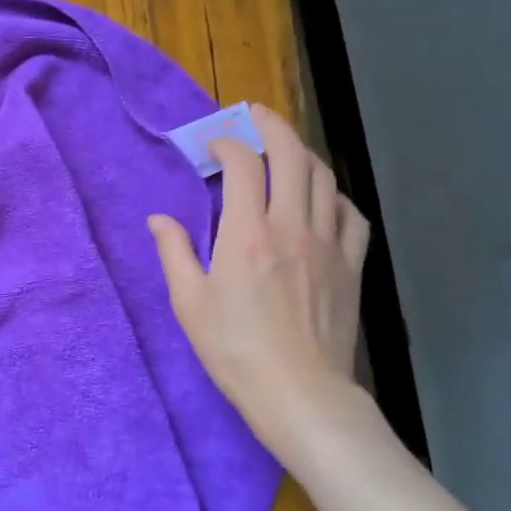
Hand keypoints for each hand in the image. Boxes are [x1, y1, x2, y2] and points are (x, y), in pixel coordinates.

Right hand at [148, 104, 371, 436]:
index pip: (243, 166)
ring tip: (284, 148)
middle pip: (291, 156)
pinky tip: (322, 198)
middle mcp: (292, 227)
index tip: (213, 148)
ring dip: (302, 153)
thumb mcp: (189, 303)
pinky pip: (350, 213)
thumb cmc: (235, 350)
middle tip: (254, 116)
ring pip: (324, 177)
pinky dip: (334, 194)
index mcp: (247, 234)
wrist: (300, 394)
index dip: (227, 145)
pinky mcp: (351, 265)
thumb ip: (173, 252)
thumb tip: (159, 219)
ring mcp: (328, 244)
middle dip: (271, 126)